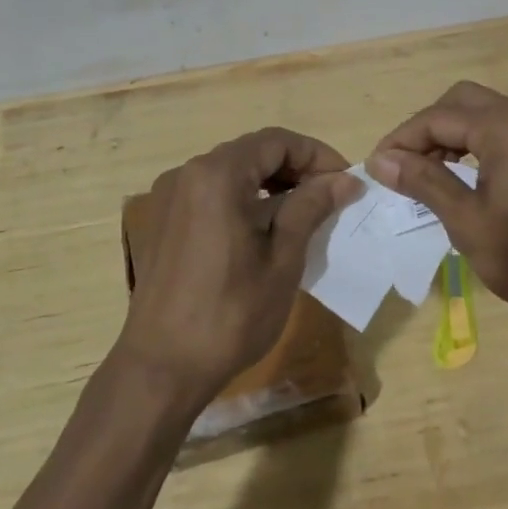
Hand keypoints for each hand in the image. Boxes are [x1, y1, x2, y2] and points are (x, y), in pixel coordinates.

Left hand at [117, 128, 361, 408]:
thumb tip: (344, 180)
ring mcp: (170, 196)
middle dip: (295, 168)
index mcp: (217, 175)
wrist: (161, 367)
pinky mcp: (163, 220)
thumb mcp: (282, 259)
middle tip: (329, 198)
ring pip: (232, 171)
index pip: (277, 141)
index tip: (346, 183)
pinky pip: (211, 192)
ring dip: (270, 184)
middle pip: (252, 152)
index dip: (317, 155)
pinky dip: (243, 199)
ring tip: (303, 215)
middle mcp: (189, 173)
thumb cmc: (230, 314)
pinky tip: (263, 231)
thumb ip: (311, 208)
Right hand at [367, 82, 507, 329]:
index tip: (377, 168)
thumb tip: (380, 160)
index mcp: (506, 127)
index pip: (438, 117)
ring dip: (449, 136)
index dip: (402, 139)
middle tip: (403, 166)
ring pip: (482, 114)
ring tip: (426, 175)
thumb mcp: (468, 222)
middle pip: (460, 102)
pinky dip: (474, 145)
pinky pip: (502, 131)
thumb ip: (424, 183)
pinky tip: (462, 177)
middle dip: (426, 129)